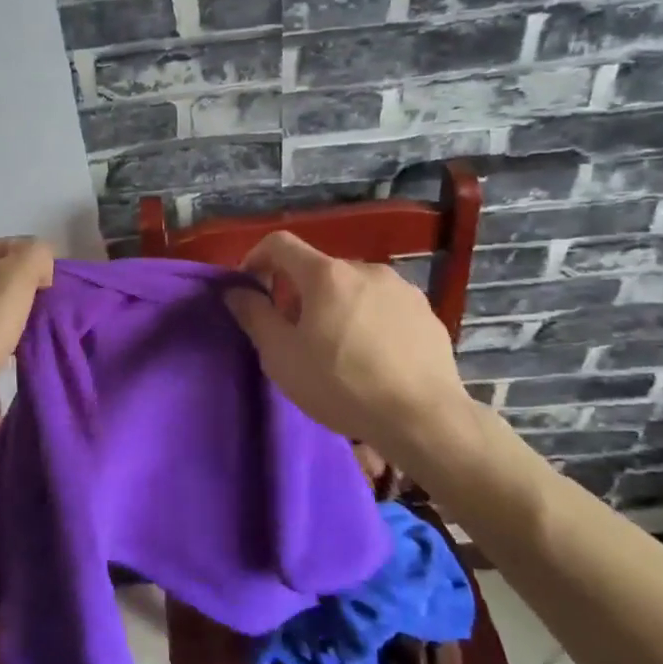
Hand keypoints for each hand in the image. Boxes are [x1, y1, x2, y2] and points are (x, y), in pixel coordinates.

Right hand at [222, 232, 474, 467]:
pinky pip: (383, 307)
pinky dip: (367, 321)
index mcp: (326, 274)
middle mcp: (365, 269)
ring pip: (352, 288)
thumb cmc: (341, 384)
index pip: (280, 243)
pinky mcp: (427, 314)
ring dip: (334, 307)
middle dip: (297, 293)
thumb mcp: (281, 355)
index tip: (251, 290)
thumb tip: (236, 291)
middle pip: (318, 269)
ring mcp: (402, 289)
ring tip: (336, 350)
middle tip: (293, 335)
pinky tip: (372, 359)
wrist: (424, 420)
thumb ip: (254, 315)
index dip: (256, 258)